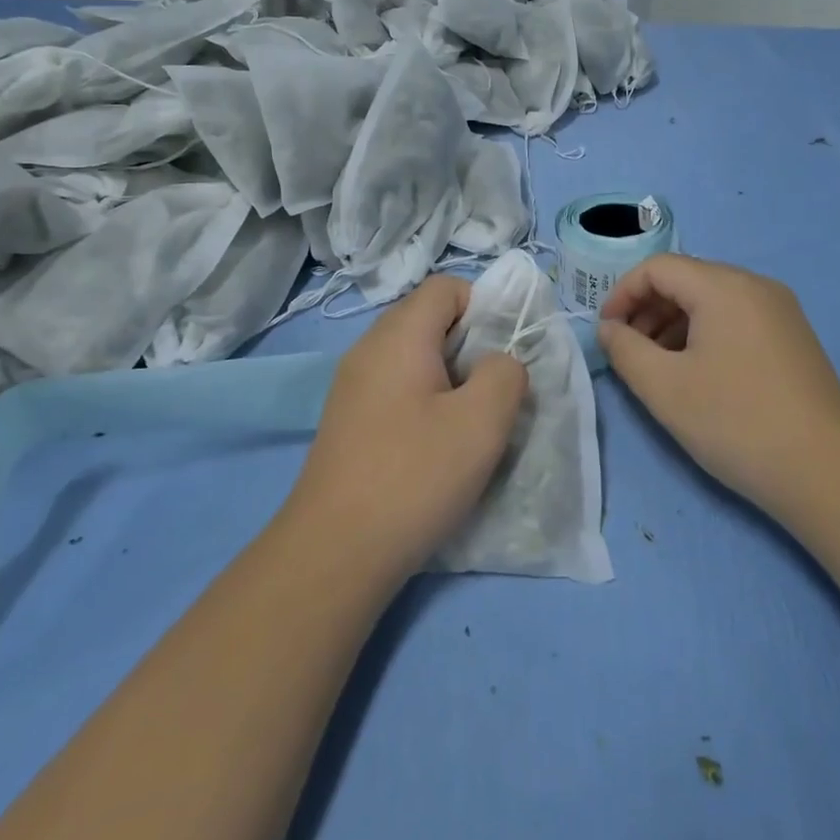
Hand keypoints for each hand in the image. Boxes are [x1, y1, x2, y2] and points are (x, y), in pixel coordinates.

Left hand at [280, 275, 527, 580]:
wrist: (334, 552)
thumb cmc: (414, 476)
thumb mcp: (482, 422)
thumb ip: (506, 374)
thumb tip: (499, 363)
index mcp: (399, 335)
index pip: (447, 287)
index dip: (484, 308)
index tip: (502, 356)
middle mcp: (369, 349)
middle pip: (429, 319)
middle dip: (471, 347)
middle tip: (491, 394)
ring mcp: (352, 385)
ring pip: (415, 357)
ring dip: (450, 379)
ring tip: (467, 425)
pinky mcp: (348, 419)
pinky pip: (396, 388)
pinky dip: (424, 402)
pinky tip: (433, 448)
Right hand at [597, 255, 839, 516]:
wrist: (828, 472)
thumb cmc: (736, 422)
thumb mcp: (664, 387)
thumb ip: (624, 349)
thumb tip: (609, 328)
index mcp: (724, 286)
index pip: (658, 268)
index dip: (622, 294)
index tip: (607, 333)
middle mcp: (755, 285)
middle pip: (686, 279)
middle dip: (647, 310)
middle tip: (629, 352)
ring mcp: (780, 310)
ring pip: (711, 300)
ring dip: (674, 323)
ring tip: (658, 367)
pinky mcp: (792, 337)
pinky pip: (735, 318)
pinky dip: (704, 334)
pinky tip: (697, 374)